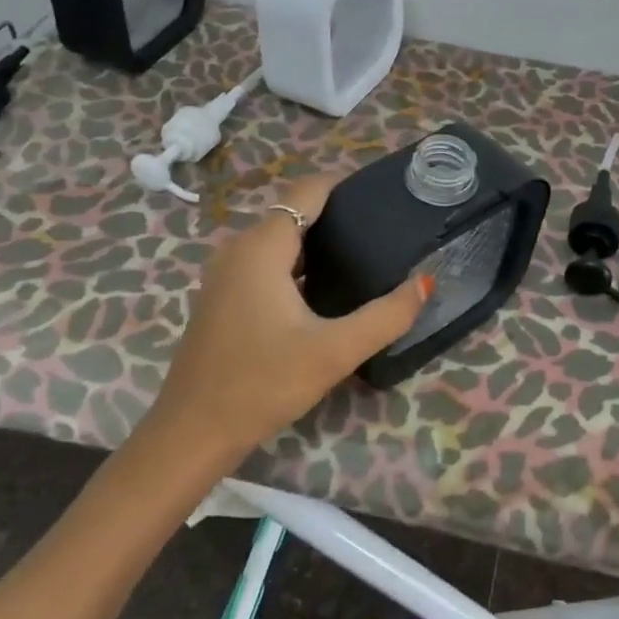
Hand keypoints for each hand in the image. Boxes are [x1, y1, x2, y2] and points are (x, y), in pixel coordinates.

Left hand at [145, 175, 431, 462]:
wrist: (192, 433)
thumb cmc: (262, 384)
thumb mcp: (333, 352)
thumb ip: (386, 316)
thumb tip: (426, 282)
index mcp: (262, 247)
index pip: (307, 191)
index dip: (345, 185)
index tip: (385, 194)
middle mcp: (238, 249)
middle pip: (293, 212)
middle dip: (337, 215)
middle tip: (384, 230)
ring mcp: (224, 274)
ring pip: (279, 240)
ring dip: (316, 242)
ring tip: (362, 255)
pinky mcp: (222, 297)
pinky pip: (265, 263)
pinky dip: (296, 263)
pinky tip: (324, 289)